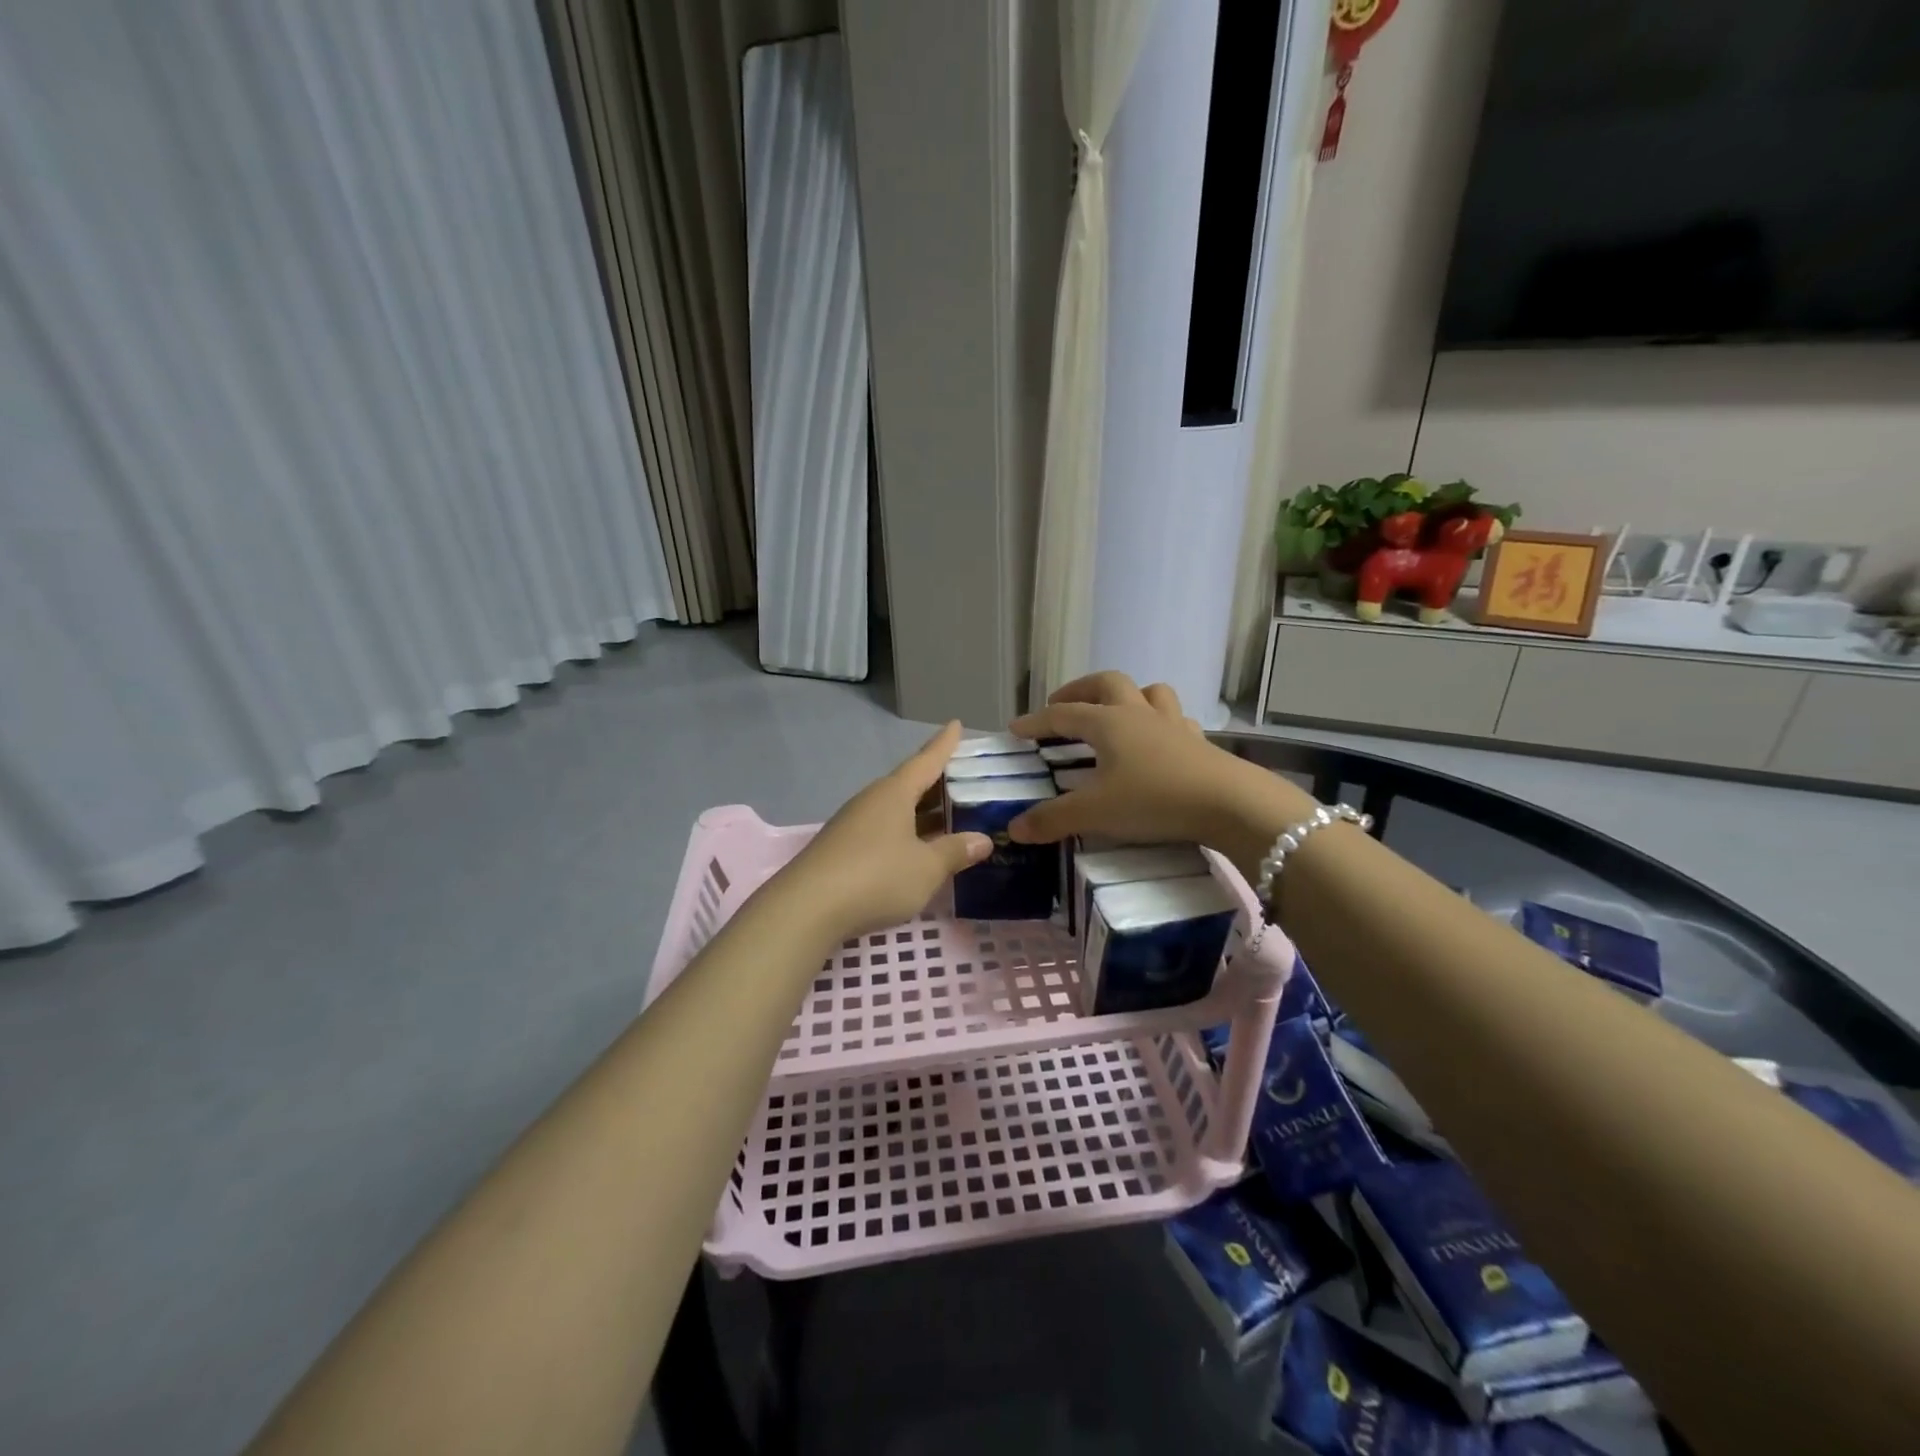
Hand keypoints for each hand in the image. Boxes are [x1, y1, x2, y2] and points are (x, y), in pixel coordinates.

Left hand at [777, 721, 990, 939]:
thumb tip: (982, 839)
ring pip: (896, 809)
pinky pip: (884, 830)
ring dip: (922, 812)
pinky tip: (917, 849)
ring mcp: (854, 824)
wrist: (807, 908)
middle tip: (966, 780)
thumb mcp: (926, 868)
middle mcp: (873, 800)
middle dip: (937, 783)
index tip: (956, 724)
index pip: (926, 760)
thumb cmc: (876, 877)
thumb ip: (954, 852)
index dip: (944, 744)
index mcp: (894, 793)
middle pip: (910, 784)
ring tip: (949, 816)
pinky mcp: (843, 848)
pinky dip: (906, 833)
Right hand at [1006, 674, 1311, 856]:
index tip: (1015, 729)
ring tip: (1114, 713)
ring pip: (1147, 692)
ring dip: (1126, 696)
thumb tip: (1014, 828)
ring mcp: (1172, 724)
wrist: (1229, 804)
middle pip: (1105, 683)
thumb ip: (1053, 819)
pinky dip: (1160, 722)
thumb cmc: (1154, 800)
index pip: (1062, 715)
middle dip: (1079, 690)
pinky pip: (1175, 719)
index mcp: (1107, 723)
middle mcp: (1137, 714)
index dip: (1036, 721)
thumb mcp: (1096, 813)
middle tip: (1062, 706)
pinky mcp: (1199, 742)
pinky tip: (1159, 741)